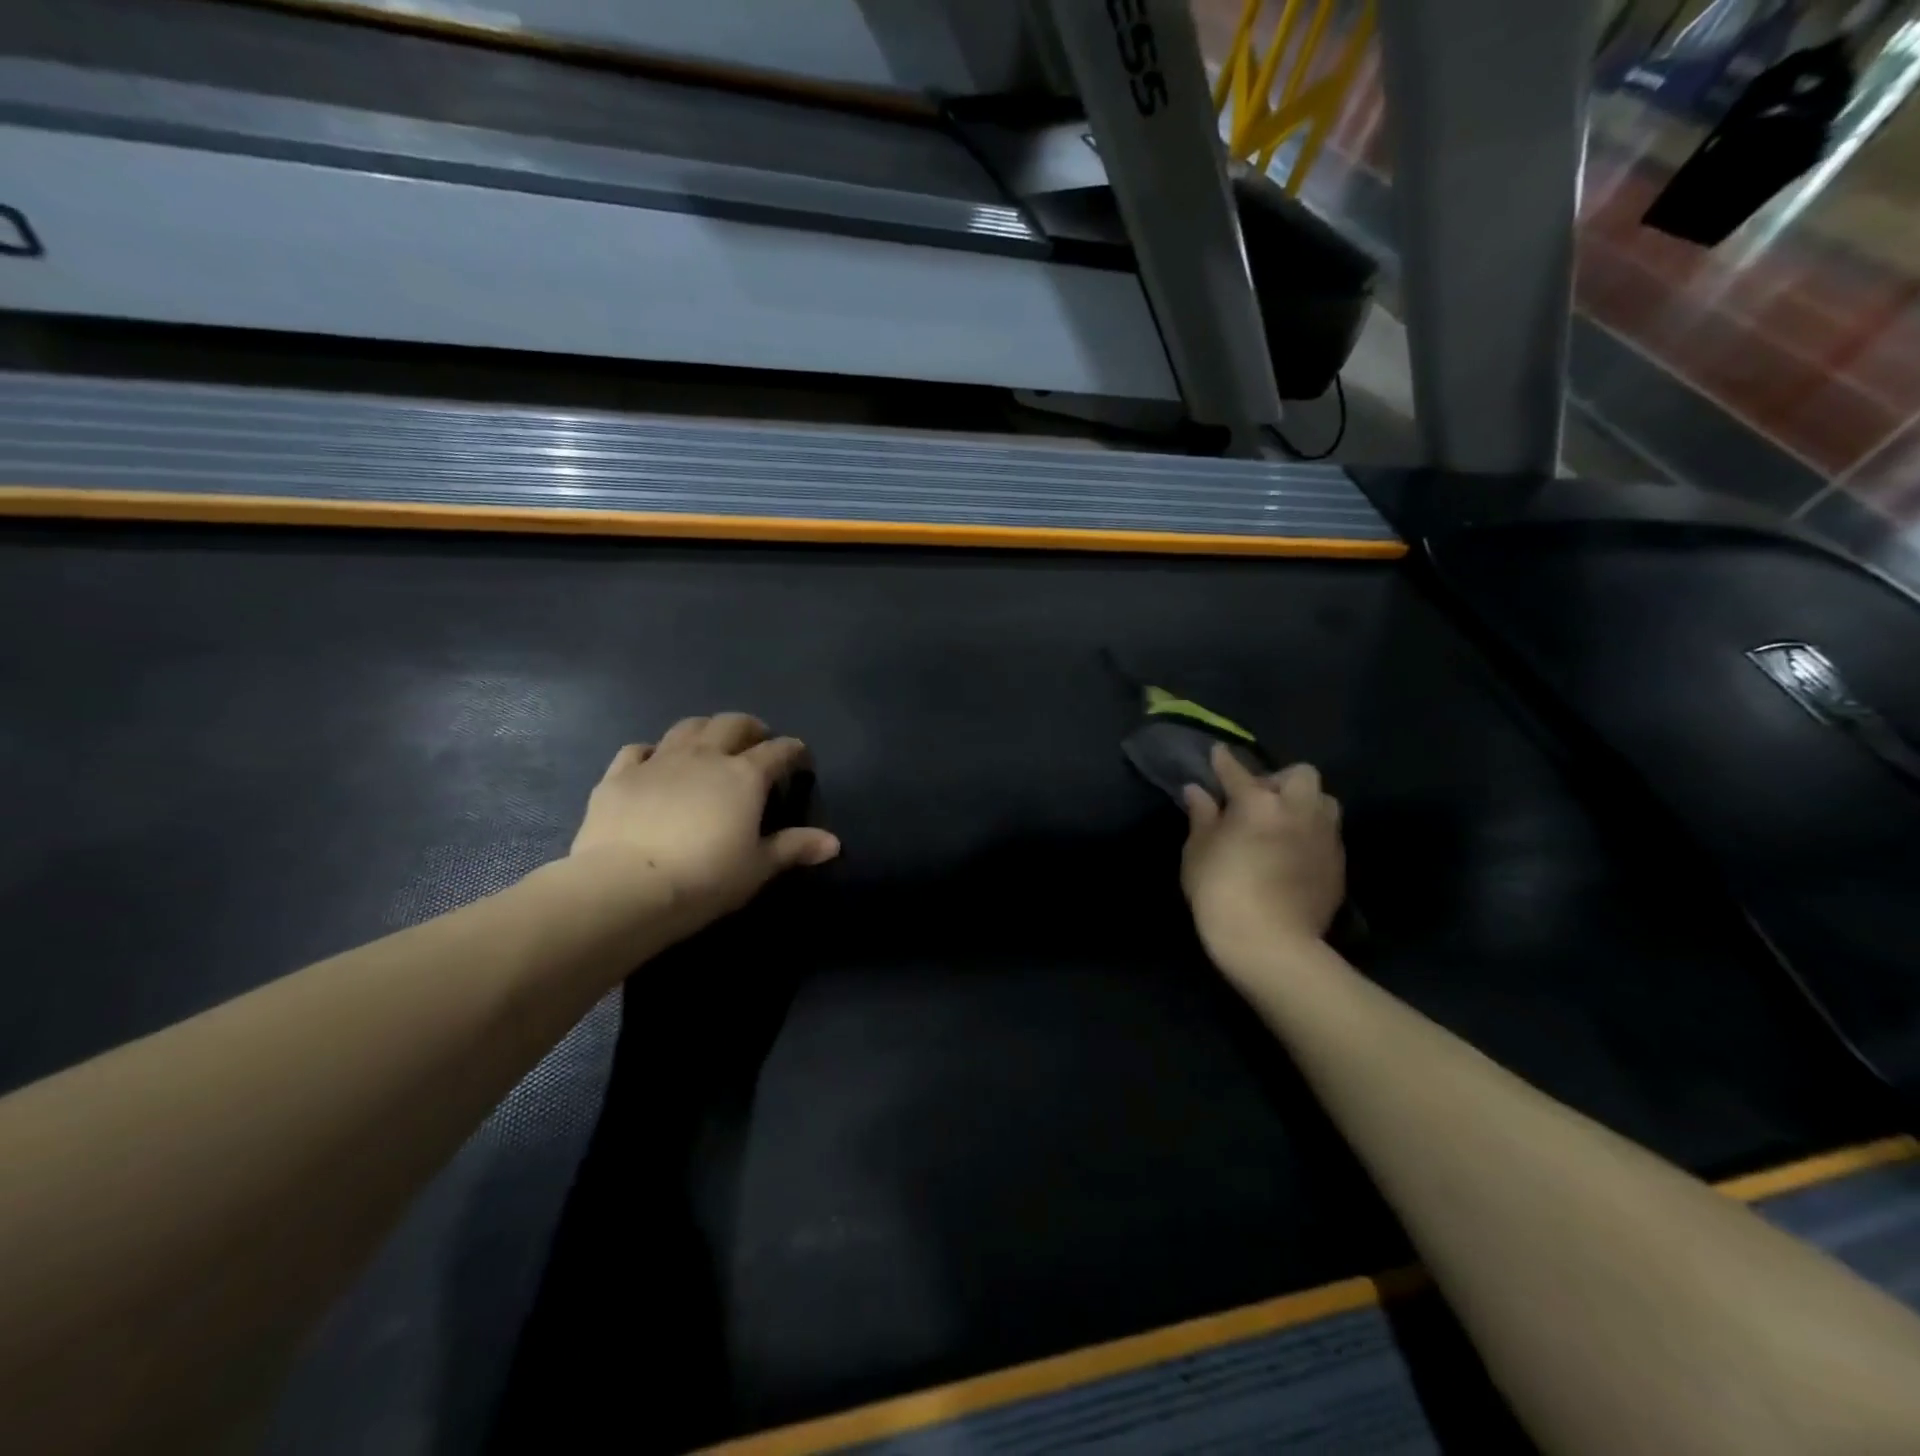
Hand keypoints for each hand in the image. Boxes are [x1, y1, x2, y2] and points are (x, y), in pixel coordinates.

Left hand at [570, 712, 839, 934]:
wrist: (627, 886)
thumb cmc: (705, 878)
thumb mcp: (758, 867)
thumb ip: (794, 847)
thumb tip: (834, 843)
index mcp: (744, 776)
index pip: (779, 751)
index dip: (794, 751)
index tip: (801, 760)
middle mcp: (704, 757)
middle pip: (733, 724)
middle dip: (751, 728)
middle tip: (757, 742)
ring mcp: (659, 761)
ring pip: (688, 727)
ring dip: (706, 729)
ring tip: (711, 743)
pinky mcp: (620, 775)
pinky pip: (638, 749)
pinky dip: (652, 751)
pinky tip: (654, 763)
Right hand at [1181, 743, 1344, 964]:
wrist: (1271, 943)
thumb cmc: (1221, 893)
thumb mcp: (1197, 853)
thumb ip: (1202, 817)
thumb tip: (1198, 792)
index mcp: (1257, 802)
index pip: (1237, 771)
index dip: (1224, 761)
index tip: (1218, 754)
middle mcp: (1297, 809)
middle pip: (1299, 774)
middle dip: (1279, 780)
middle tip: (1259, 800)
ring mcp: (1324, 836)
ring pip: (1323, 801)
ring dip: (1304, 804)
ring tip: (1283, 823)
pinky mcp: (1338, 863)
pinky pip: (1327, 834)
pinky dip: (1311, 834)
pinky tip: (1294, 853)